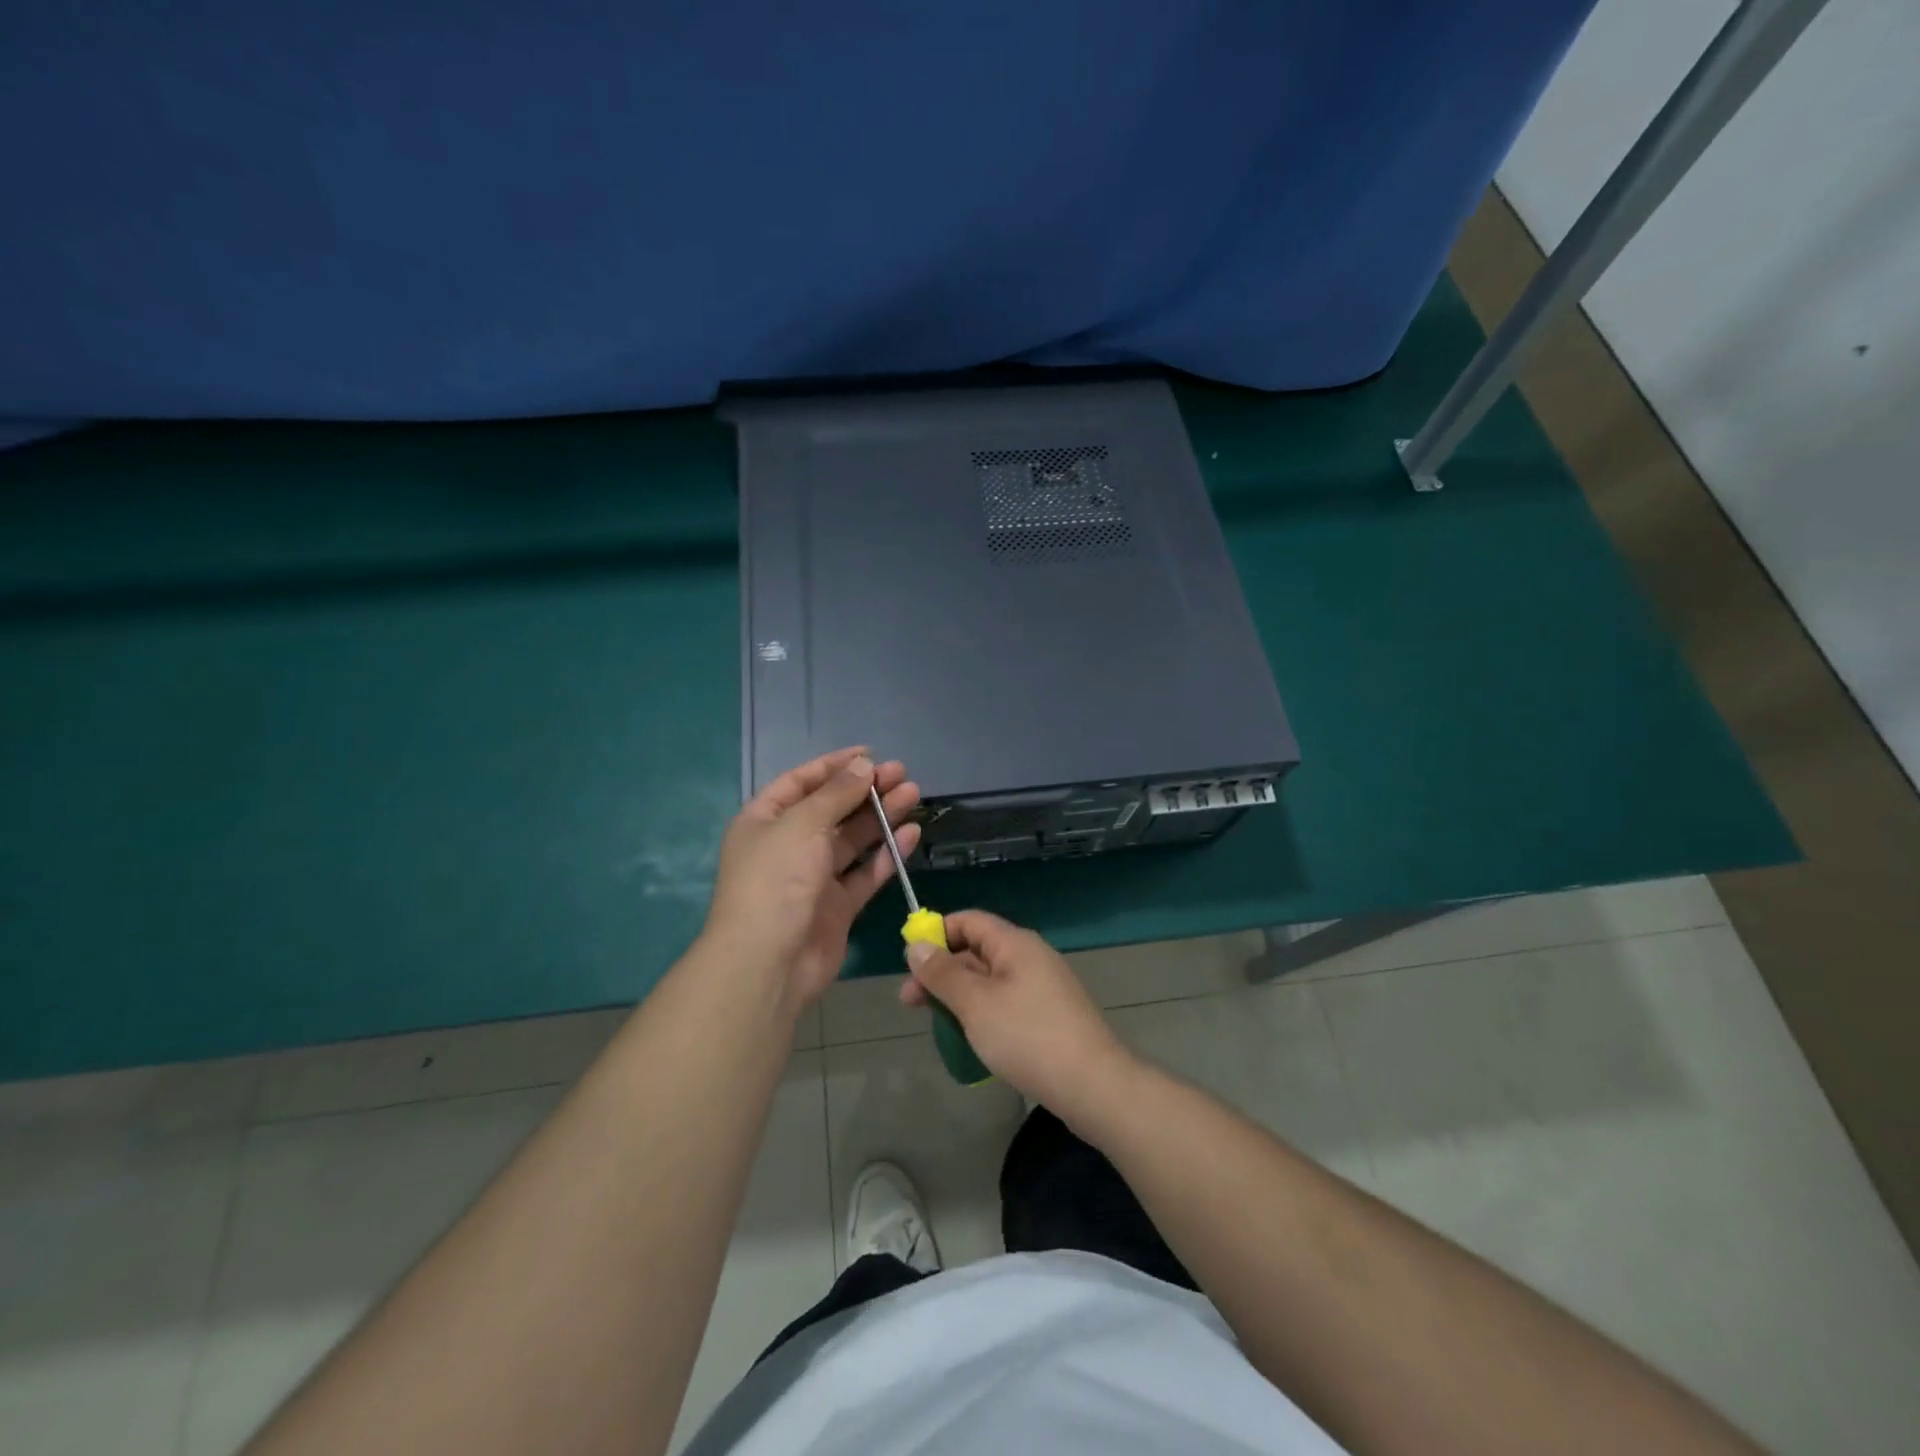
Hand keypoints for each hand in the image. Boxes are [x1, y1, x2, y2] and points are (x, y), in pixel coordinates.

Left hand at [703, 747, 920, 1012]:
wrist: (768, 962)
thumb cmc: (776, 879)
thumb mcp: (803, 824)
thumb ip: (837, 794)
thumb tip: (864, 766)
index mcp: (765, 820)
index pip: (801, 782)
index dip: (834, 766)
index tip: (870, 754)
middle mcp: (788, 845)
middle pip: (832, 809)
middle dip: (865, 789)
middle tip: (902, 774)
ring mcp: (813, 877)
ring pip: (853, 840)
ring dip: (881, 816)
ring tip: (914, 794)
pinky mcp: (837, 907)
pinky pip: (865, 873)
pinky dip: (887, 854)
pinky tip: (910, 833)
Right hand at [901, 910, 1137, 1124]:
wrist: (1094, 1086)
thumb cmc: (1029, 1037)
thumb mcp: (976, 1004)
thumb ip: (943, 973)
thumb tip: (916, 944)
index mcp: (1015, 944)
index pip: (969, 921)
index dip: (936, 933)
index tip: (909, 961)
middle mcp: (1030, 957)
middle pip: (976, 951)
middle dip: (941, 972)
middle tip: (909, 1001)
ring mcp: (1042, 988)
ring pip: (989, 981)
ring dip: (958, 996)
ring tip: (934, 1024)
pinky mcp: (1048, 1017)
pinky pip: (1004, 1003)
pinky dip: (981, 1013)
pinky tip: (967, 1038)